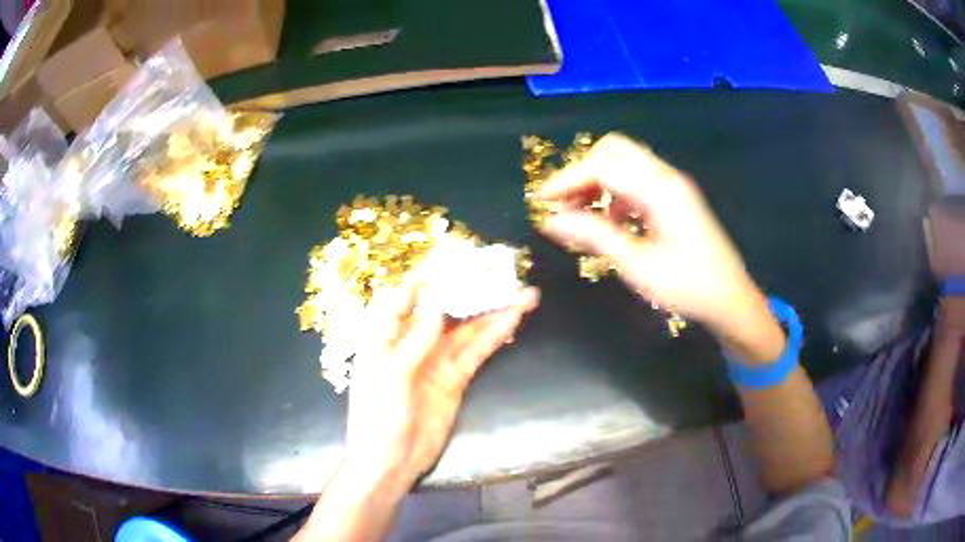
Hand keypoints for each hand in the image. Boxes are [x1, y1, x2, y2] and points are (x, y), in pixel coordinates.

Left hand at [345, 275, 539, 488]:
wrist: (391, 463)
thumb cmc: (376, 419)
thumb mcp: (389, 378)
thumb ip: (414, 343)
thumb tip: (438, 309)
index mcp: (384, 338)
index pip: (404, 299)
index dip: (425, 277)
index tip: (450, 257)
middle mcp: (412, 344)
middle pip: (444, 311)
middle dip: (470, 292)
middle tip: (500, 272)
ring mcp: (436, 362)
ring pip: (467, 331)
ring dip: (493, 313)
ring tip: (523, 296)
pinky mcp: (455, 380)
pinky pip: (476, 355)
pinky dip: (494, 339)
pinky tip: (512, 323)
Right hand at [535, 132, 762, 335]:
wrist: (731, 299)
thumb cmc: (688, 287)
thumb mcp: (638, 266)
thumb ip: (595, 237)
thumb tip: (551, 221)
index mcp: (660, 190)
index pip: (603, 166)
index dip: (567, 179)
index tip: (540, 201)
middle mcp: (666, 177)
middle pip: (614, 150)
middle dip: (582, 171)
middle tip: (565, 204)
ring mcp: (673, 185)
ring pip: (625, 162)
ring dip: (598, 180)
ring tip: (582, 215)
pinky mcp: (675, 197)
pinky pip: (637, 180)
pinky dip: (615, 192)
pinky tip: (612, 222)